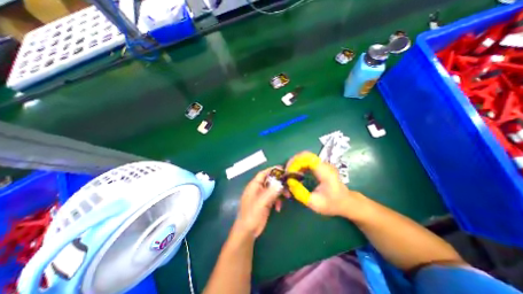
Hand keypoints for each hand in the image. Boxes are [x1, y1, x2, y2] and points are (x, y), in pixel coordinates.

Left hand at [234, 166, 281, 236]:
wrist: (247, 231)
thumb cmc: (252, 215)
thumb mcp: (262, 202)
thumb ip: (271, 192)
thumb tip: (280, 183)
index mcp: (254, 185)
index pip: (263, 173)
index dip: (272, 170)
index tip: (283, 169)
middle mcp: (258, 189)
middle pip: (270, 181)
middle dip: (279, 183)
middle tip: (289, 185)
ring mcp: (261, 196)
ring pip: (273, 189)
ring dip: (280, 192)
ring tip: (287, 197)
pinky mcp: (265, 203)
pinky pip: (273, 198)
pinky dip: (277, 201)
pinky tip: (278, 208)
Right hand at [285, 152, 366, 217]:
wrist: (346, 202)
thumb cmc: (333, 204)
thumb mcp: (316, 203)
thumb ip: (301, 194)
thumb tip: (289, 183)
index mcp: (325, 172)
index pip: (308, 158)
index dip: (296, 162)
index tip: (288, 171)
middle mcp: (324, 165)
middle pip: (305, 155)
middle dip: (293, 162)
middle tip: (286, 172)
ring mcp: (323, 164)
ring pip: (305, 157)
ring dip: (295, 163)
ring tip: (289, 173)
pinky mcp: (321, 166)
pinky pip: (307, 161)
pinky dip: (299, 165)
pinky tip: (296, 173)